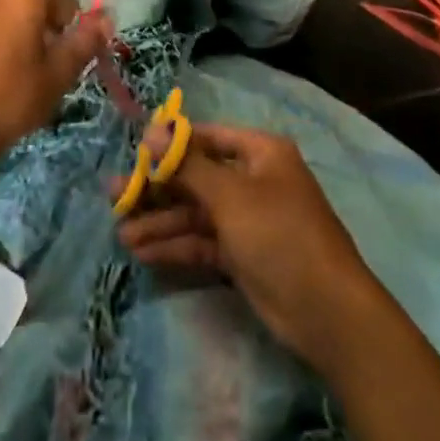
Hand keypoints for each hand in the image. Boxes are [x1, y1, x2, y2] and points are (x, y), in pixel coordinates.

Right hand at [115, 122, 388, 372]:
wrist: (325, 310)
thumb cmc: (279, 234)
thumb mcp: (231, 195)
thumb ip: (188, 165)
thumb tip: (152, 130)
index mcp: (260, 153)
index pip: (207, 138)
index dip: (171, 144)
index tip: (134, 154)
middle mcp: (253, 180)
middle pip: (197, 177)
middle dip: (158, 189)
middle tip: (114, 195)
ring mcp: (248, 219)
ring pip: (196, 213)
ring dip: (162, 222)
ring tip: (121, 232)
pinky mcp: (242, 255)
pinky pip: (203, 241)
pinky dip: (176, 246)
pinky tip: (143, 253)